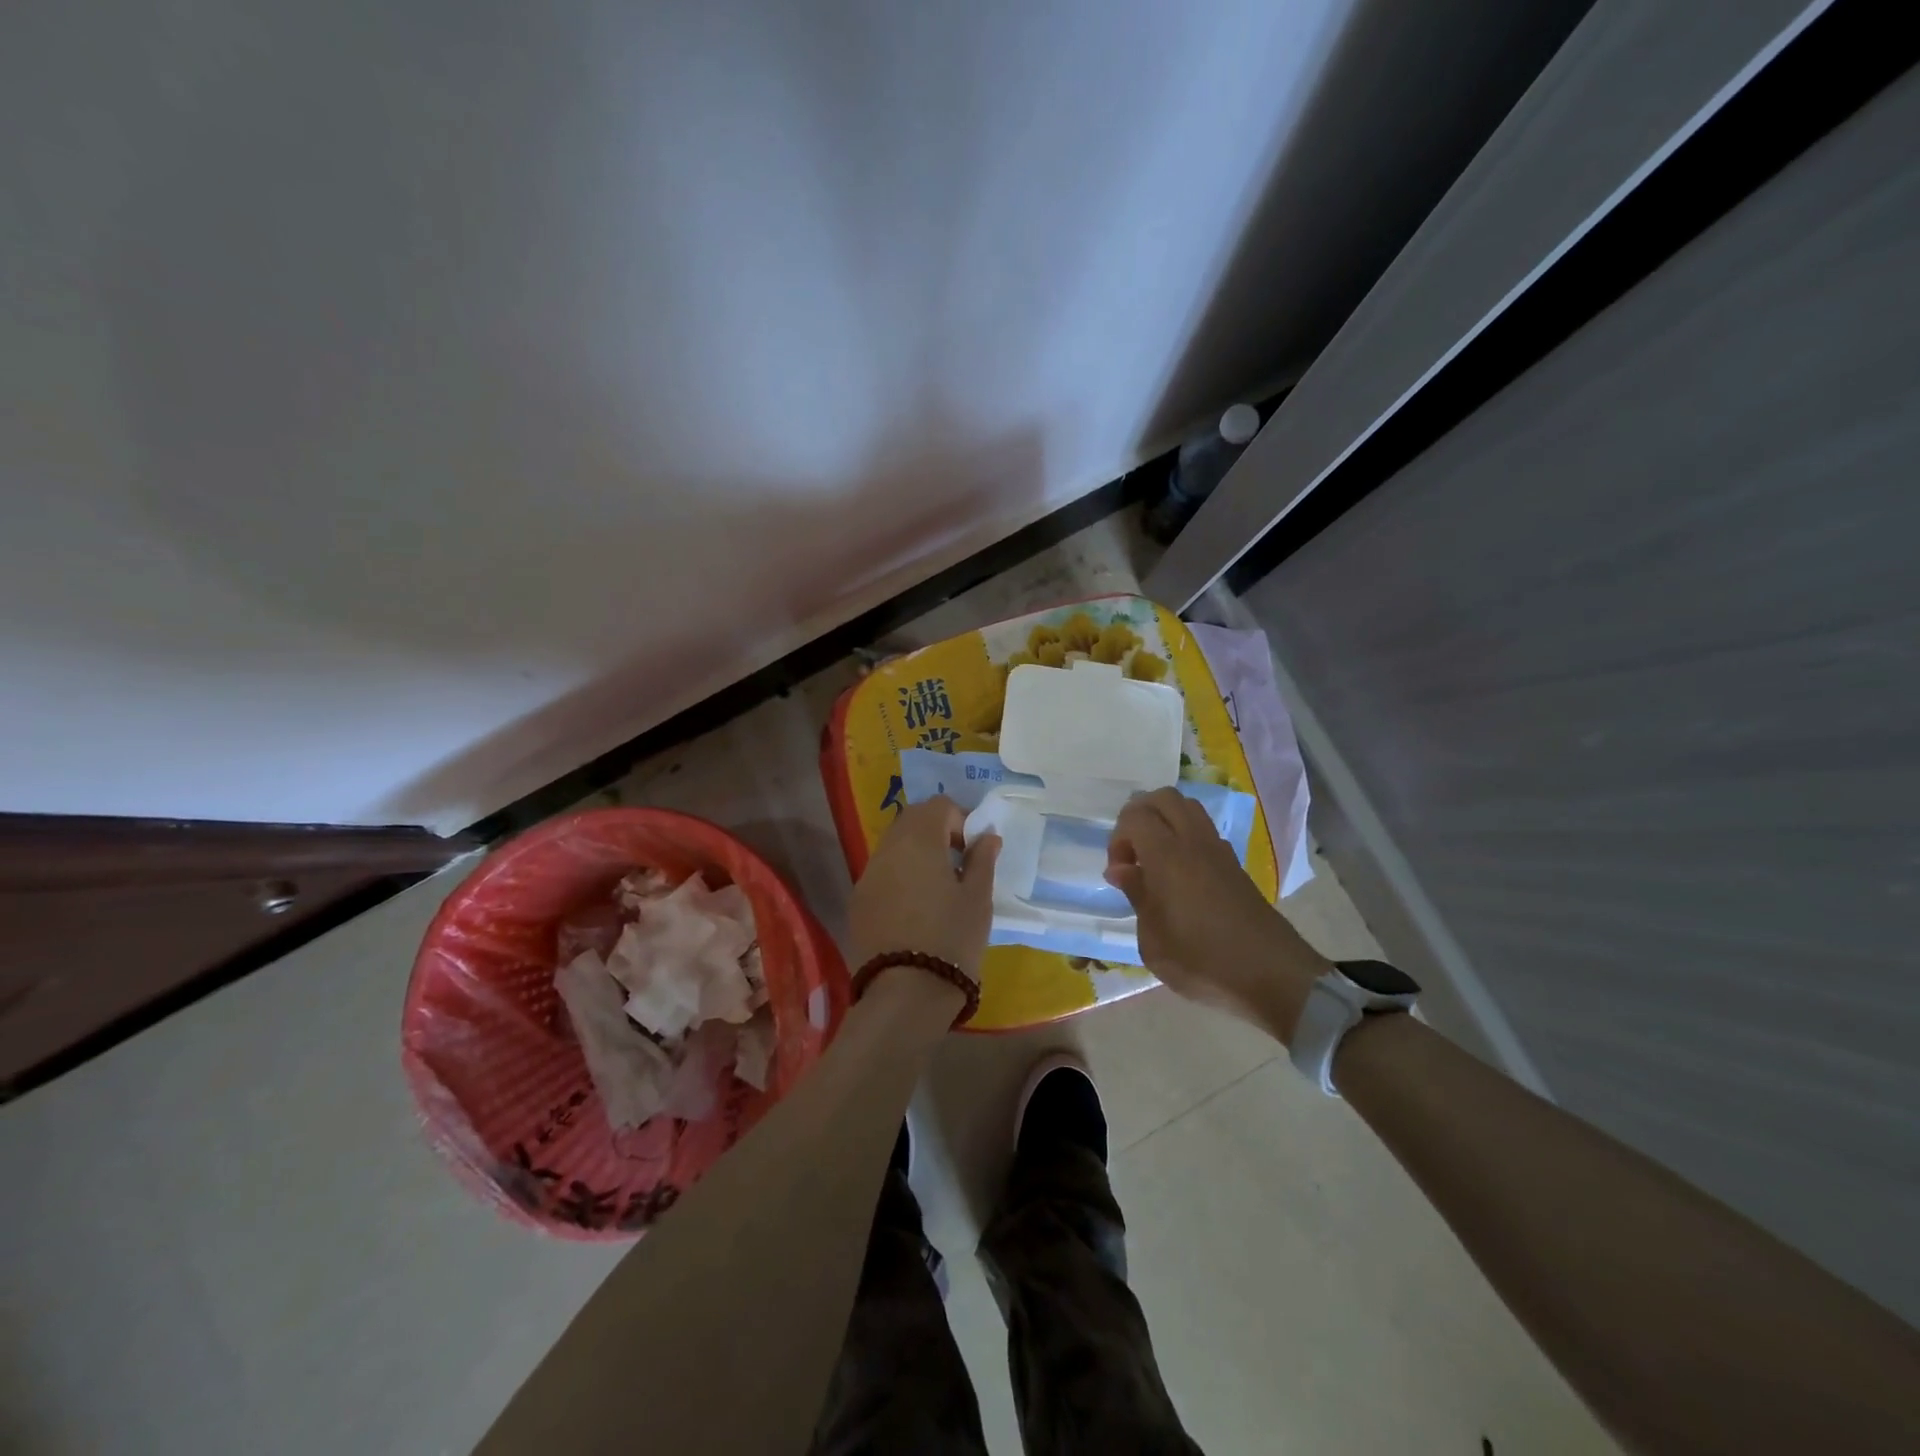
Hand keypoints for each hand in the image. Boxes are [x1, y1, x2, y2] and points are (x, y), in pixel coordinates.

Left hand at [849, 797, 999, 982]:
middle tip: (958, 863)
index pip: (939, 806)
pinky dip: (900, 875)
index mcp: (919, 840)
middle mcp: (887, 849)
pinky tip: (915, 907)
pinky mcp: (858, 901)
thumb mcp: (977, 899)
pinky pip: (881, 873)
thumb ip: (982, 860)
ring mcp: (867, 875)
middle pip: (911, 820)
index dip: (961, 819)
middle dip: (936, 831)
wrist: (906, 993)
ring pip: (893, 846)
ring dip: (916, 852)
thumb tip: (986, 836)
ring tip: (938, 886)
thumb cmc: (952, 938)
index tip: (974, 849)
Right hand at [1105, 788, 1330, 1040]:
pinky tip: (1181, 875)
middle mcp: (1194, 842)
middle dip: (1139, 817)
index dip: (1118, 838)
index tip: (1120, 874)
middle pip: (1163, 798)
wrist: (1273, 975)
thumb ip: (1136, 896)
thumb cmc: (1203, 961)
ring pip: (1187, 808)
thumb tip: (1122, 870)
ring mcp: (1219, 850)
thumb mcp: (1153, 942)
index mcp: (1168, 856)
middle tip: (1133, 855)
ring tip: (1155, 861)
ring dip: (1164, 822)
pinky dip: (1185, 837)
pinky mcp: (1235, 864)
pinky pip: (1204, 830)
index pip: (1135, 815)